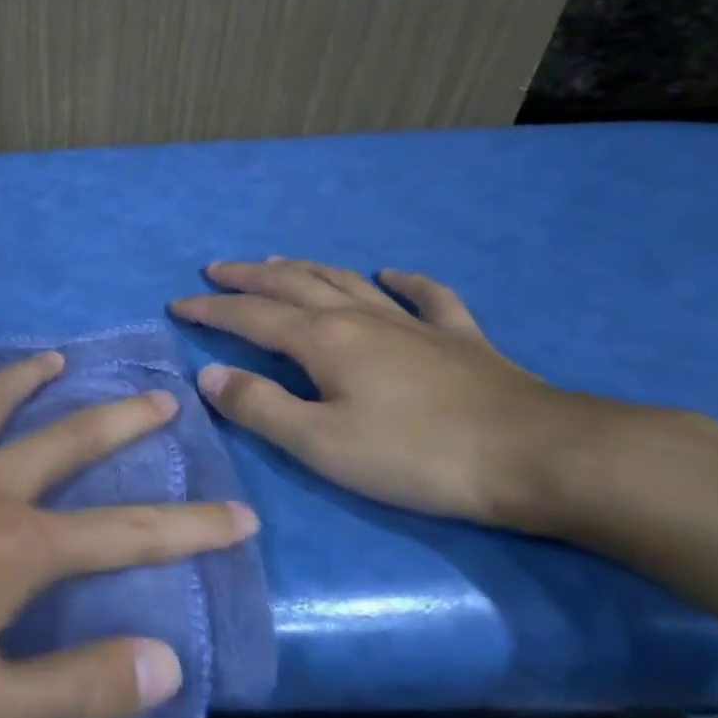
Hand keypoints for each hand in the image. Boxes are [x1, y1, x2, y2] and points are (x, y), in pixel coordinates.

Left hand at [0, 353, 258, 717]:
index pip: (128, 533)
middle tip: (161, 396)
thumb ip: (77, 687)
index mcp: (18, 547)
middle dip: (122, 421)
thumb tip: (167, 661)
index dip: (191, 527)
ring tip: (57, 360)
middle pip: (68, 442)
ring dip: (28, 379)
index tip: (238, 511)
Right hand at [171, 260, 613, 531]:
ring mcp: (413, 323)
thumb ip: (259, 408)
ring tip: (277, 261)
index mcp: (322, 341)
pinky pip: (427, 297)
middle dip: (248, 277)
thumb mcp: (321, 443)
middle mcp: (359, 318)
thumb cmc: (417, 456)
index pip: (250, 317)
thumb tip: (208, 376)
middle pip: (292, 284)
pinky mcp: (460, 339)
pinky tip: (391, 273)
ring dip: (305, 268)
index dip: (210, 310)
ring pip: (346, 282)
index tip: (177, 304)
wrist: (541, 457)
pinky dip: (404, 281)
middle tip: (216, 270)